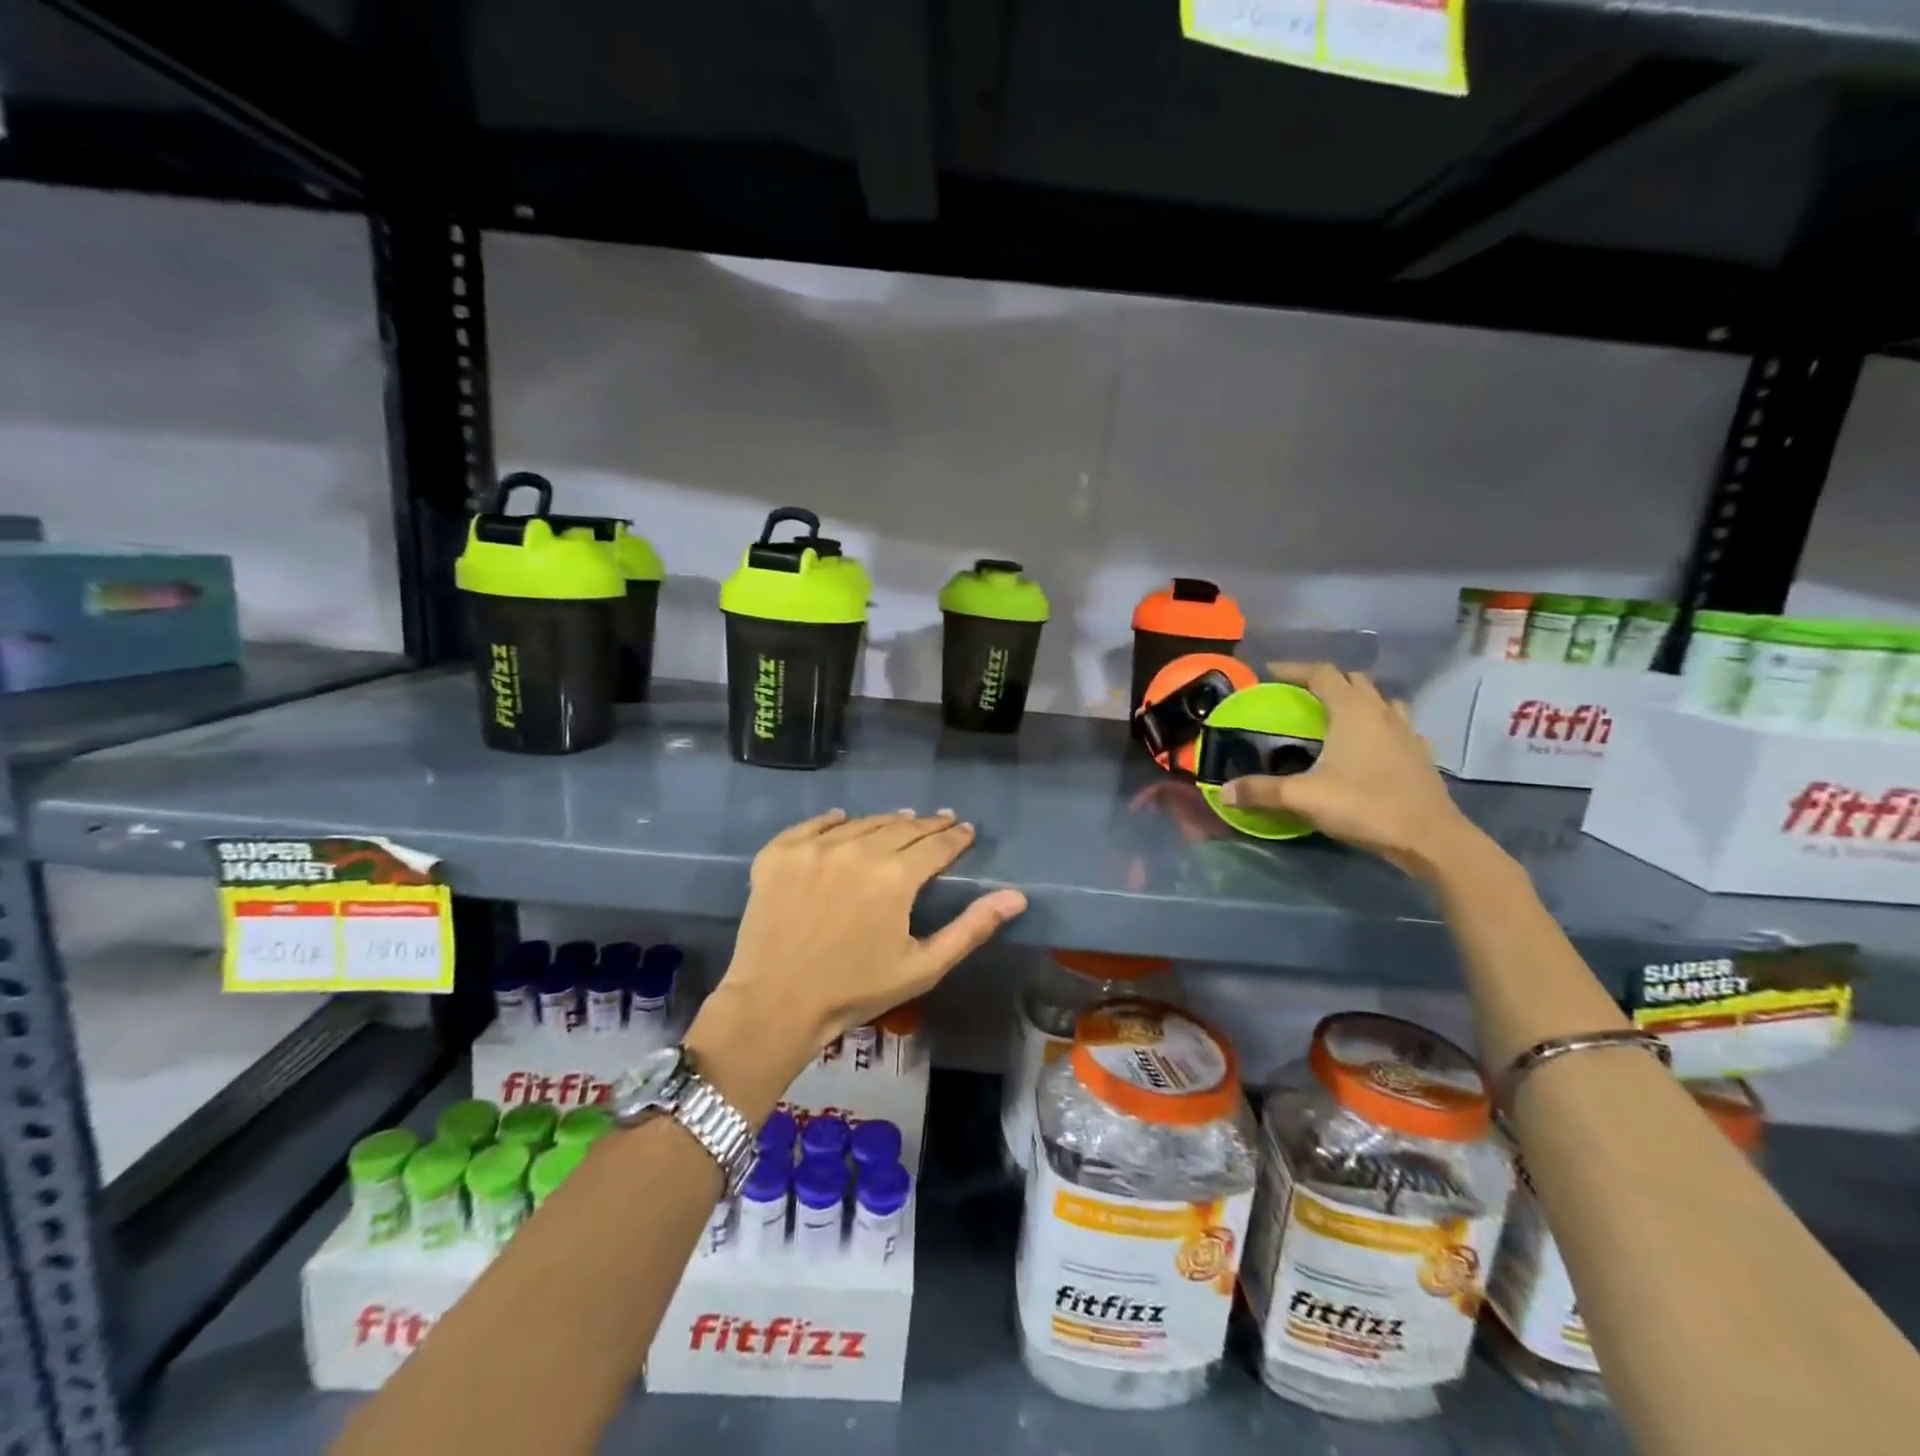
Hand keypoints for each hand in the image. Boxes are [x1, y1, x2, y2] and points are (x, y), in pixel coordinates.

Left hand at [688, 810, 1026, 1101]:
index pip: (935, 845)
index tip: (965, 830)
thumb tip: (1016, 896)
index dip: (955, 836)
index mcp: (895, 877)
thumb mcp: (923, 967)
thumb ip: (971, 928)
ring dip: (886, 822)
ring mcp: (813, 848)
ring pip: (862, 823)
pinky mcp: (779, 853)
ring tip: (901, 821)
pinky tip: (843, 819)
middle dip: (926, 825)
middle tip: (940, 821)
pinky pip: (813, 825)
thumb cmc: (856, 991)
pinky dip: (833, 821)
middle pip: (901, 827)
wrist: (775, 1004)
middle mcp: (856, 850)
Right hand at [1219, 662, 1484, 880]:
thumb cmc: (1365, 806)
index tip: (1271, 672)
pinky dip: (1378, 725)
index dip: (1295, 669)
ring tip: (1335, 716)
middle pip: (1353, 681)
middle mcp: (1381, 712)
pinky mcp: (1421, 753)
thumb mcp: (1304, 798)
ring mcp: (1407, 731)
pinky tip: (1368, 746)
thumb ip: (1262, 792)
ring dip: (1357, 699)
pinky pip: (1396, 725)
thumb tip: (1224, 793)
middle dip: (1325, 681)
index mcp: (1352, 711)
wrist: (1430, 838)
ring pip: (1380, 700)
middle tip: (1300, 695)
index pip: (1322, 674)